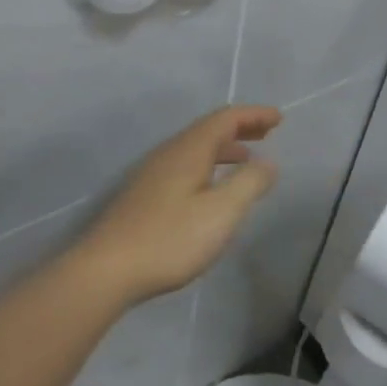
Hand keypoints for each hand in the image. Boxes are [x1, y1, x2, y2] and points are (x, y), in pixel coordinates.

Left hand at [73, 105, 281, 303]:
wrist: (107, 270)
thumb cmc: (170, 239)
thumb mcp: (222, 212)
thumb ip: (249, 183)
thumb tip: (267, 162)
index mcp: (188, 151)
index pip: (225, 119)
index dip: (253, 115)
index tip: (279, 118)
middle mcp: (168, 155)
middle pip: (207, 130)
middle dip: (239, 128)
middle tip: (266, 132)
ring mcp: (151, 175)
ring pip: (194, 150)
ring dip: (223, 149)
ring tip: (245, 160)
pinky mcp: (143, 197)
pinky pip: (184, 167)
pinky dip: (207, 166)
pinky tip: (211, 190)